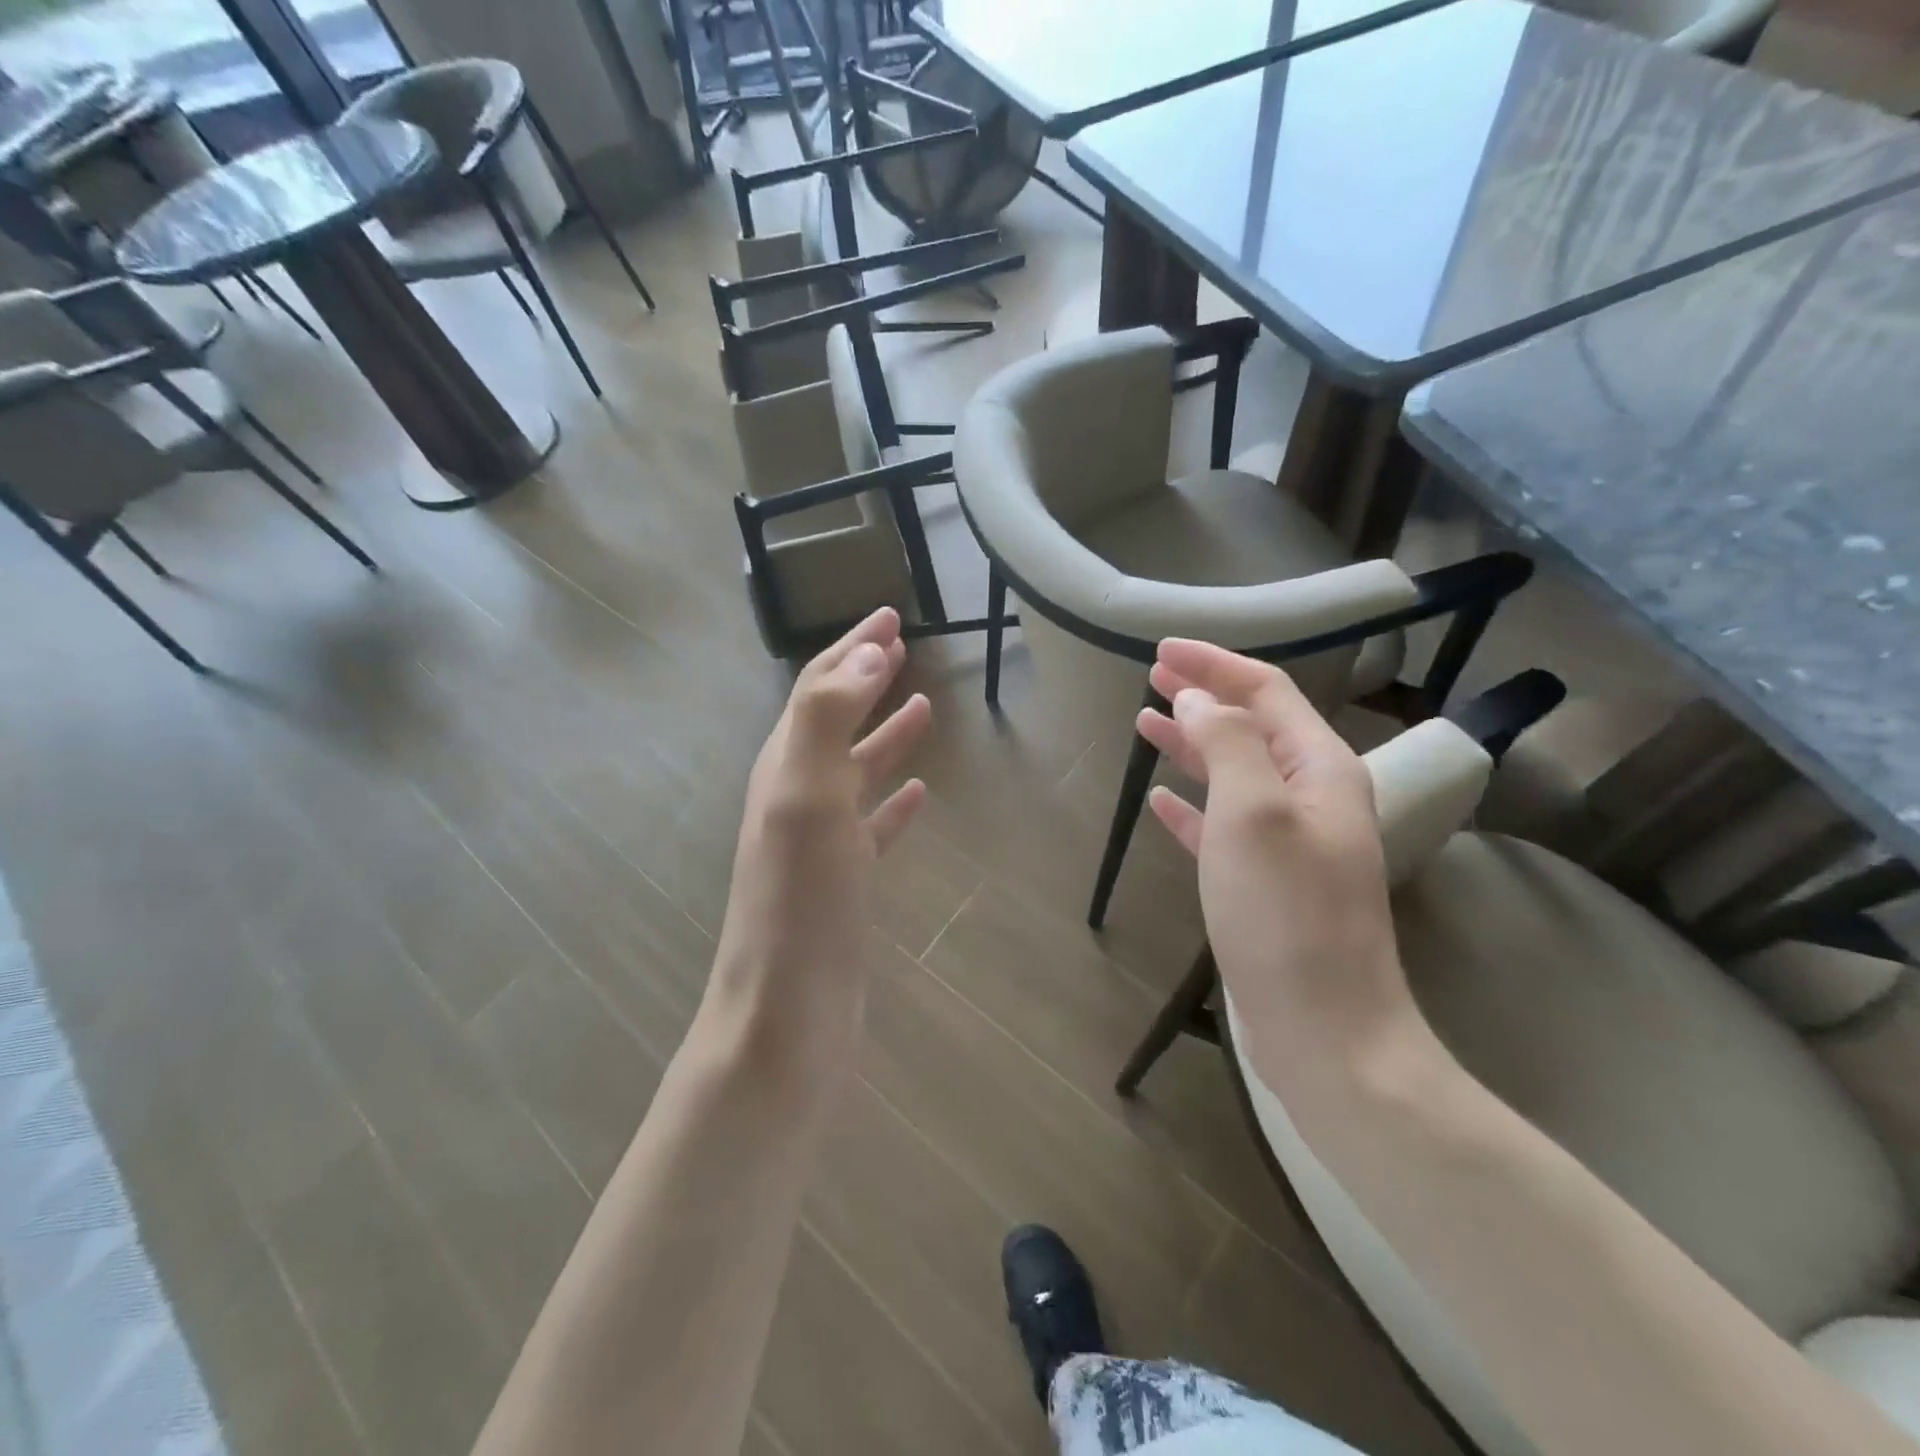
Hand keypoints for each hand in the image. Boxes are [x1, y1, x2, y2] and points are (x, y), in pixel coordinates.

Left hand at [707, 608, 931, 1062]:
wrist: (787, 1009)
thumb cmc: (800, 898)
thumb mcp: (807, 795)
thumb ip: (829, 718)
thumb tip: (867, 653)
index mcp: (785, 765)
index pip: (818, 688)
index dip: (853, 648)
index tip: (891, 614)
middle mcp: (796, 794)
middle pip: (834, 719)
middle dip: (866, 679)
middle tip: (904, 645)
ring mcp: (819, 840)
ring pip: (855, 770)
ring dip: (884, 733)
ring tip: (922, 706)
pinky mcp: (843, 880)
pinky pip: (871, 824)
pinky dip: (892, 800)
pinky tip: (918, 792)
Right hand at [1138, 640, 1412, 1068]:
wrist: (1325, 1030)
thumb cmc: (1286, 914)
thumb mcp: (1252, 814)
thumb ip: (1226, 744)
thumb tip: (1197, 699)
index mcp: (1321, 768)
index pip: (1266, 692)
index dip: (1215, 664)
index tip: (1162, 649)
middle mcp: (1310, 796)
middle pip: (1250, 726)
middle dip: (1202, 696)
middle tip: (1151, 676)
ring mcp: (1288, 842)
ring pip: (1233, 773)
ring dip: (1193, 744)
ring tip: (1146, 723)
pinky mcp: (1264, 883)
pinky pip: (1222, 826)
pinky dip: (1191, 806)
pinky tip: (1160, 801)